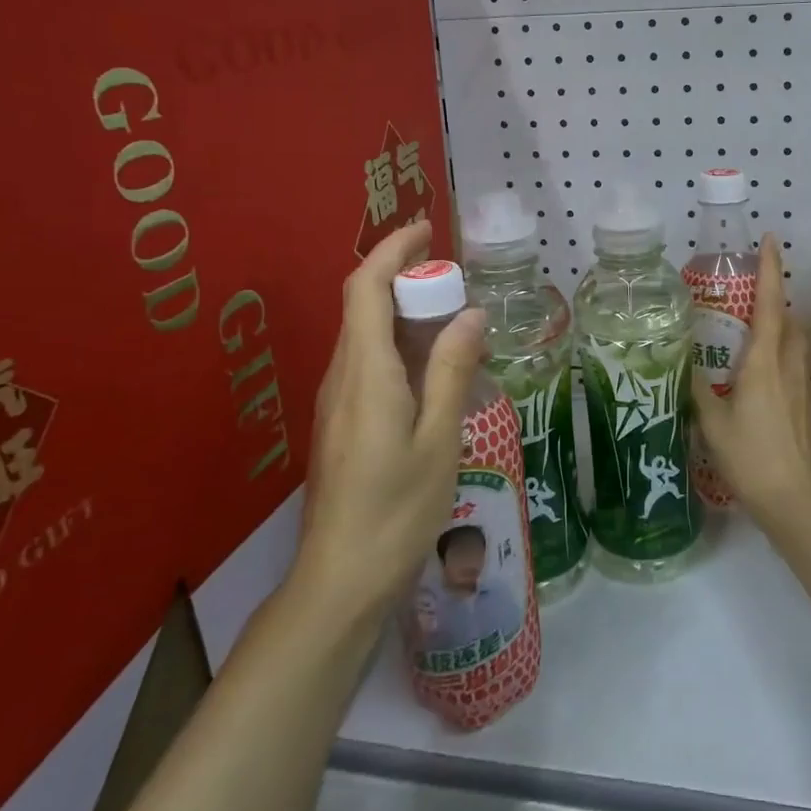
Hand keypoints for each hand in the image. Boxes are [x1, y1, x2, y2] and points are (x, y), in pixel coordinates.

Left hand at [296, 221, 485, 617]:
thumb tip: (471, 313)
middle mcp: (343, 376)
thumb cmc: (397, 510)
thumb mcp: (439, 438)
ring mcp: (338, 401)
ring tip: (457, 322)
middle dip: (407, 279)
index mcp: (366, 372)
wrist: (341, 580)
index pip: (366, 288)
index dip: (392, 250)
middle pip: (365, 306)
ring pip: (368, 336)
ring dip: (407, 314)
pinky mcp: (343, 422)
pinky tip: (438, 373)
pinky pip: (371, 364)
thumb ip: (453, 370)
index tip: (426, 229)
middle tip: (458, 283)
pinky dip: (403, 347)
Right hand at [690, 234, 810, 517]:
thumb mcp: (712, 423)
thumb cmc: (749, 457)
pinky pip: (792, 360)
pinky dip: (779, 347)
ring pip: (794, 338)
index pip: (769, 305)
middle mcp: (786, 365)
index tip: (770, 240)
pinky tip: (759, 365)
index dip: (770, 270)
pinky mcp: (803, 402)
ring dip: (779, 320)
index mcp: (762, 363)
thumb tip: (683, 363)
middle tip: (749, 283)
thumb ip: (697, 389)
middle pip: (787, 317)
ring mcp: (799, 384)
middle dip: (773, 292)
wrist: (792, 499)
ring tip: (751, 320)